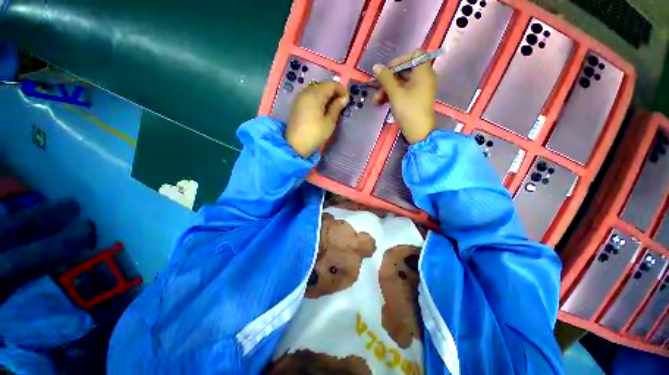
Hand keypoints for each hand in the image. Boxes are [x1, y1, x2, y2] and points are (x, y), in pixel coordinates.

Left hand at [286, 82, 348, 157]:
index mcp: (315, 95)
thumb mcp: (329, 122)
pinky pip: (309, 95)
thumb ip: (336, 107)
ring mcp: (300, 97)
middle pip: (322, 86)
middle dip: (333, 92)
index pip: (331, 85)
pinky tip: (322, 108)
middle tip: (341, 103)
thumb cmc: (315, 134)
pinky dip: (318, 98)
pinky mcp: (297, 104)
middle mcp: (306, 92)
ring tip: (333, 106)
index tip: (347, 100)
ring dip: (326, 95)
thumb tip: (344, 98)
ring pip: (315, 90)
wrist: (296, 145)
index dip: (341, 90)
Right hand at [372, 49, 437, 143]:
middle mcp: (423, 78)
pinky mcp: (415, 100)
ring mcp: (419, 90)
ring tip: (376, 101)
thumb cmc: (409, 110)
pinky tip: (380, 103)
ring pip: (401, 83)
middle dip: (388, 80)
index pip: (414, 55)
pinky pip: (403, 92)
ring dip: (387, 90)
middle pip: (405, 70)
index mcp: (423, 72)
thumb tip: (376, 66)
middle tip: (377, 88)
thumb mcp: (395, 94)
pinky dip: (392, 96)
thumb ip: (385, 78)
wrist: (419, 132)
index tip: (388, 71)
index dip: (400, 60)